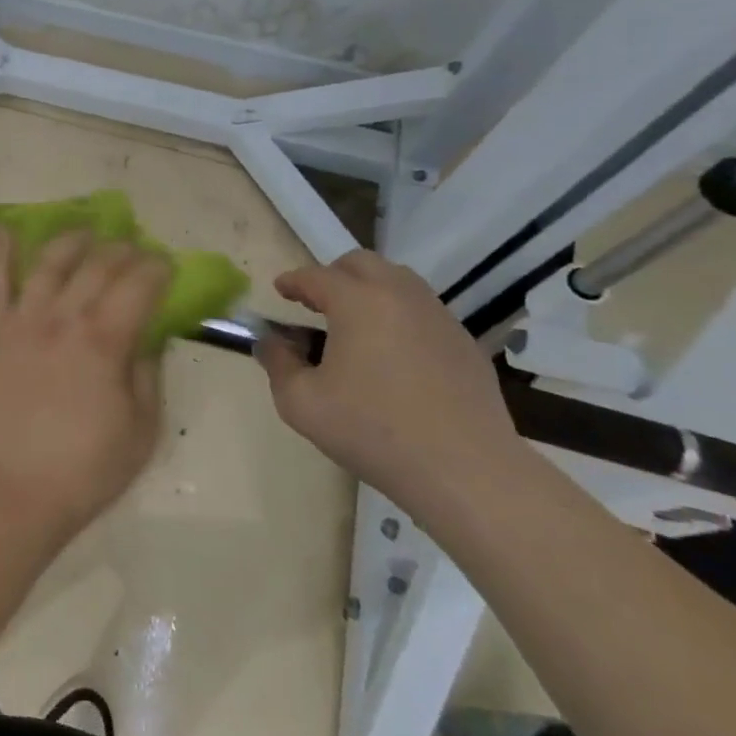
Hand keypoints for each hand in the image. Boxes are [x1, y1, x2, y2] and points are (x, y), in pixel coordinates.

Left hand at [0, 228, 170, 541]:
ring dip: (71, 240)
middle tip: (135, 249)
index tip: (168, 264)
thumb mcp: (143, 427)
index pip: (139, 285)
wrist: (17, 490)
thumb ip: (148, 372)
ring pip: (48, 263)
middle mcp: (64, 318)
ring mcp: (23, 322)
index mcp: (105, 341)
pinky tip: (4, 230)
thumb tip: (152, 335)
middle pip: (97, 266)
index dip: (157, 268)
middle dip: (123, 250)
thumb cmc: (88, 468)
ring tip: (86, 230)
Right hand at [254, 251, 529, 513]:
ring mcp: (439, 317)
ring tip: (354, 325)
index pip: (316, 276)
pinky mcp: (465, 343)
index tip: (279, 290)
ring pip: (398, 281)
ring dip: (369, 290)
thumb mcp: (301, 403)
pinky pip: (424, 311)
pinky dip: (399, 316)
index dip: (293, 281)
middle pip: (362, 264)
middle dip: (333, 275)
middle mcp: (400, 296)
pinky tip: (393, 354)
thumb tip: (269, 342)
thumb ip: (277, 363)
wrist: (465, 471)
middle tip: (316, 303)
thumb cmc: (372, 431)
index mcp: (358, 302)